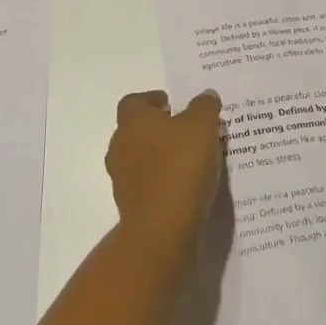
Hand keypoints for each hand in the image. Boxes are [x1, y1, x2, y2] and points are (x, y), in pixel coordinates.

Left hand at [105, 89, 223, 246]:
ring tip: (190, 158)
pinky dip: (161, 179)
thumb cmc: (179, 167)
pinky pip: (147, 183)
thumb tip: (205, 95)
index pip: (134, 101)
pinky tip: (184, 184)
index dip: (152, 99)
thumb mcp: (202, 127)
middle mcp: (120, 146)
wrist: (162, 229)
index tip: (172, 104)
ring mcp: (122, 178)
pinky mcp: (130, 204)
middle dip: (158, 127)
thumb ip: (204, 107)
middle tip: (185, 129)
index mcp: (132, 122)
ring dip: (159, 155)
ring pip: (140, 157)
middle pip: (135, 129)